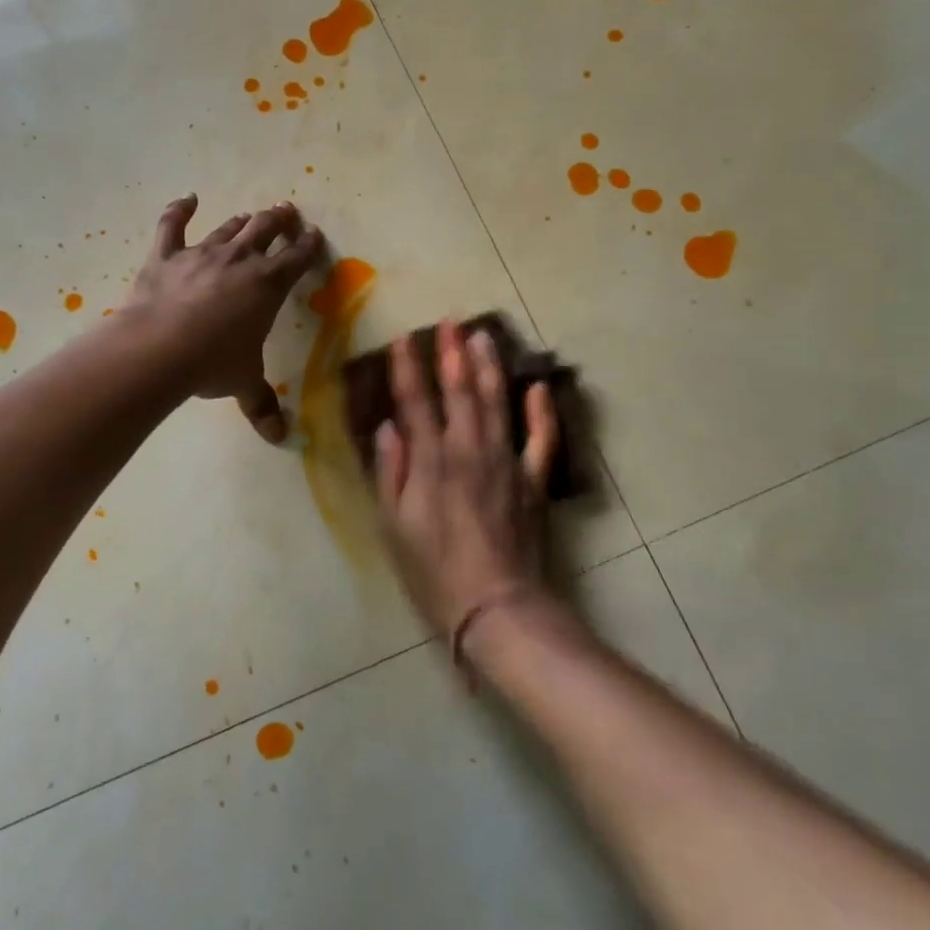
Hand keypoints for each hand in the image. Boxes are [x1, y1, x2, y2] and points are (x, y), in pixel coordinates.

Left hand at [130, 195, 324, 442]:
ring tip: (250, 215)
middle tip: (286, 211)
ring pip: (228, 228)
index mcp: (268, 285)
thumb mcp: (244, 383)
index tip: (314, 234)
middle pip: (265, 230)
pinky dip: (179, 210)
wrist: (159, 349)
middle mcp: (240, 260)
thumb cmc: (213, 363)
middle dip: (279, 220)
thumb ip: (262, 404)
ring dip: (242, 221)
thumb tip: (279, 437)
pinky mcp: (165, 255)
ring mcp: (201, 253)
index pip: (297, 258)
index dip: (308, 245)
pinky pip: (172, 225)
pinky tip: (187, 199)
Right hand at [373, 319, 559, 642]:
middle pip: (459, 391)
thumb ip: (390, 473)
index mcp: (430, 462)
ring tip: (485, 336)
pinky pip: (540, 438)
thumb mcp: (394, 528)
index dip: (407, 368)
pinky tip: (537, 386)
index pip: (415, 403)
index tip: (403, 338)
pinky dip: (540, 411)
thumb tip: (388, 428)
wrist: (497, 608)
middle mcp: (468, 451)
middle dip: (452, 353)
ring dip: (489, 367)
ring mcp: (505, 462)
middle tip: (450, 321)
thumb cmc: (435, 573)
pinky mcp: (533, 480)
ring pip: (496, 403)